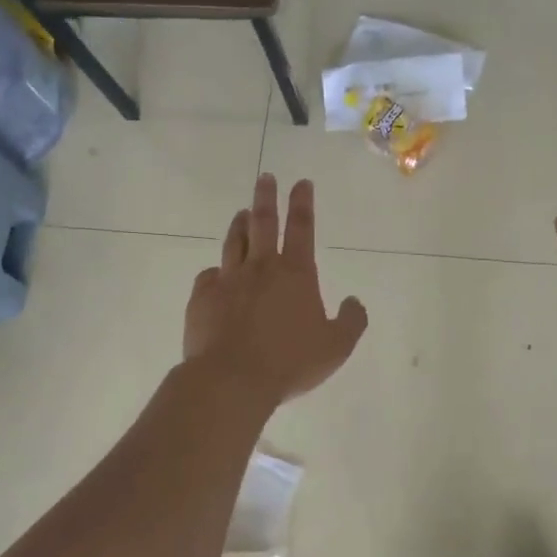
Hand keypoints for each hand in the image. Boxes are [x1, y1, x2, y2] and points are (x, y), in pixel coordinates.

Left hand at [184, 175, 368, 404]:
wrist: (232, 379)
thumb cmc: (290, 362)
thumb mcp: (336, 347)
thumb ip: (351, 322)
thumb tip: (354, 301)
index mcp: (296, 274)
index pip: (301, 228)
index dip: (303, 203)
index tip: (301, 182)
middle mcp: (261, 268)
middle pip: (263, 222)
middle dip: (266, 196)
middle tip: (265, 177)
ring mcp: (229, 280)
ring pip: (234, 242)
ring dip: (240, 224)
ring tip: (241, 212)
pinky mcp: (203, 297)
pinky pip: (209, 276)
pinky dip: (216, 271)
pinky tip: (216, 274)